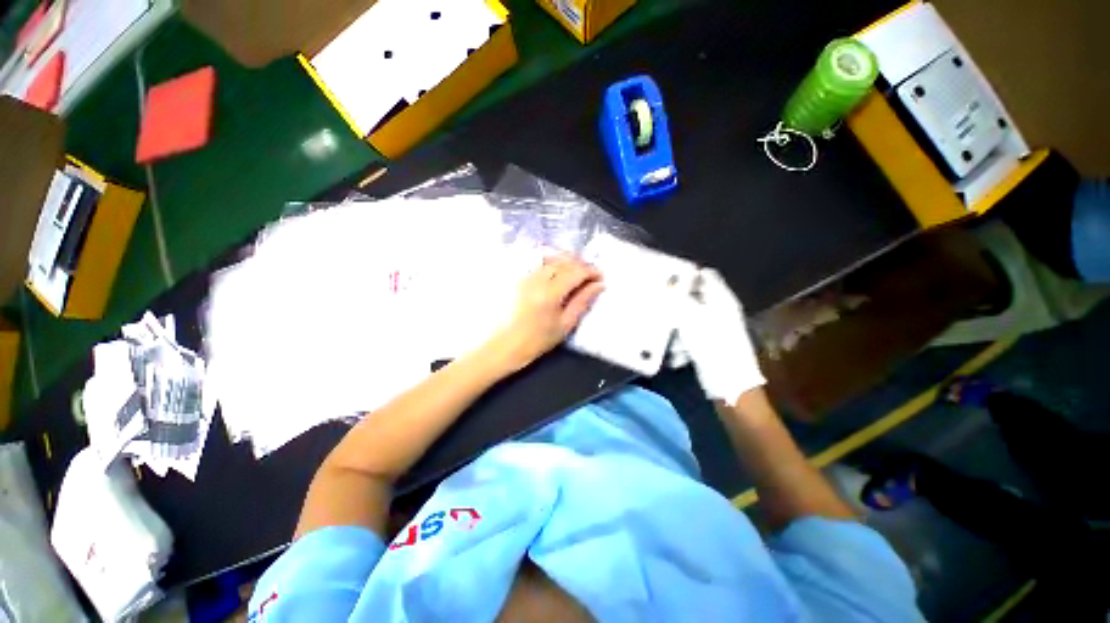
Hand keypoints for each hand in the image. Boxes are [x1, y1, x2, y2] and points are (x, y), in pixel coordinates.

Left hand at [486, 255, 603, 372]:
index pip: (576, 272)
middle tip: (591, 275)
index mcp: (550, 293)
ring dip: (568, 262)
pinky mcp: (519, 277)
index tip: (600, 277)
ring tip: (577, 273)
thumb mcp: (565, 325)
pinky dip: (554, 263)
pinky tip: (559, 273)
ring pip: (552, 259)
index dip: (591, 271)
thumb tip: (598, 285)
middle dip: (581, 264)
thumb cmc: (536, 340)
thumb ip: (582, 301)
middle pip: (564, 261)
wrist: (504, 345)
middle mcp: (537, 279)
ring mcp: (526, 276)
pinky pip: (540, 263)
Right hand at [677, 268, 764, 405]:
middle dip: (677, 302)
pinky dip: (682, 340)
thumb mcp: (690, 318)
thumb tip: (670, 280)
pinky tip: (676, 352)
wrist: (729, 384)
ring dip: (677, 324)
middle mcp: (720, 310)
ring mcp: (716, 328)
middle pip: (695, 297)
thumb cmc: (711, 346)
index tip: (666, 280)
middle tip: (660, 305)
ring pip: (690, 317)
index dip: (686, 275)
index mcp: (721, 299)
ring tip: (667, 334)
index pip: (705, 276)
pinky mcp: (710, 343)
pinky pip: (691, 334)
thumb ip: (678, 298)